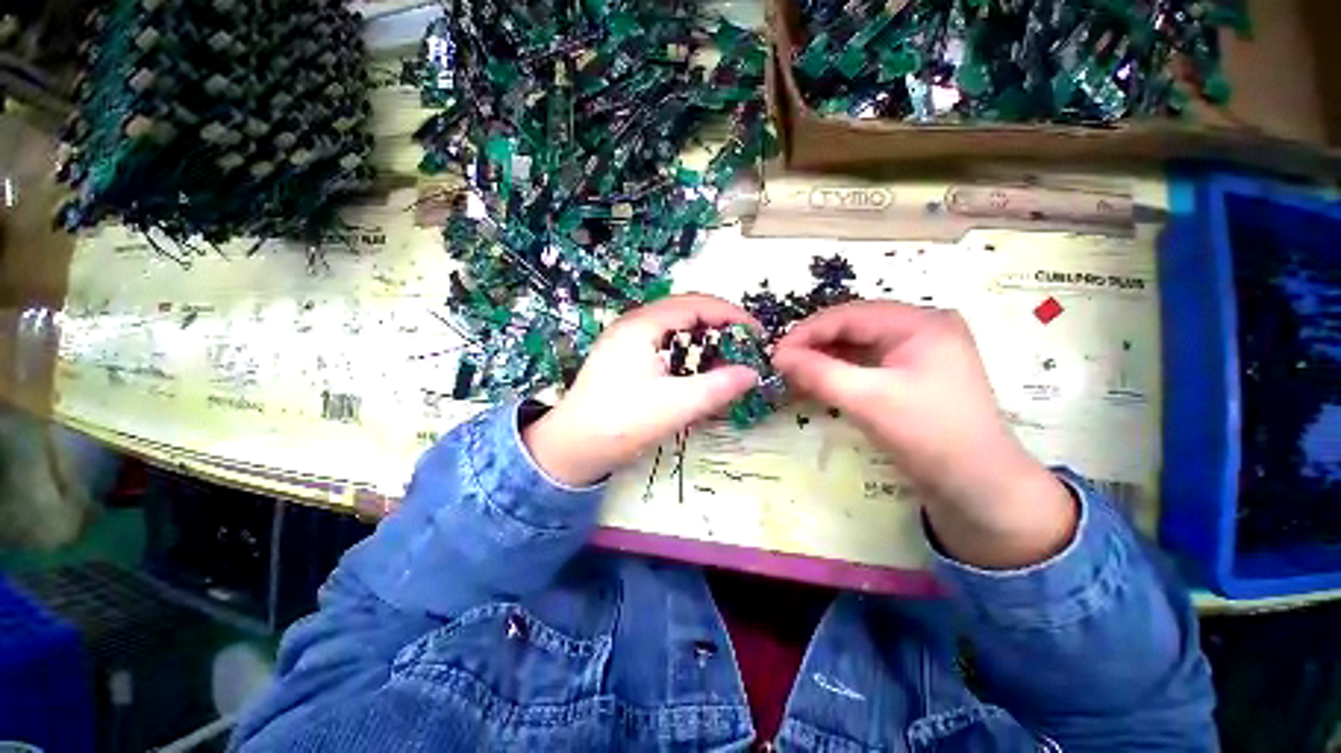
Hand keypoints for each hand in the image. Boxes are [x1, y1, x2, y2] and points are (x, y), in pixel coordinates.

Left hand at [522, 294, 761, 486]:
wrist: (571, 449)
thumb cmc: (621, 423)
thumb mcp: (675, 406)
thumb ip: (718, 387)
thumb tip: (753, 373)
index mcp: (642, 325)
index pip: (695, 304)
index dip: (731, 315)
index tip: (758, 334)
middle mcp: (632, 325)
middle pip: (685, 310)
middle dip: (719, 323)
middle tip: (748, 344)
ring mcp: (625, 341)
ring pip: (674, 326)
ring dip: (704, 335)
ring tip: (730, 354)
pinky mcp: (622, 360)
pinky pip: (663, 342)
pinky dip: (687, 349)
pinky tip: (699, 369)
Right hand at [772, 302, 1075, 568]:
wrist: (981, 487)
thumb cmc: (931, 436)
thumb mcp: (872, 403)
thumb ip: (822, 375)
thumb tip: (779, 357)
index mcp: (924, 321)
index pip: (855, 313)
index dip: (811, 331)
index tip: (774, 354)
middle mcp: (931, 329)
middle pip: (865, 328)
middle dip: (823, 346)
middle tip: (784, 368)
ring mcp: (934, 357)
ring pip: (874, 350)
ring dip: (838, 362)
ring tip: (800, 378)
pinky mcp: (931, 383)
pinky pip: (886, 369)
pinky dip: (858, 378)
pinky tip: (833, 389)